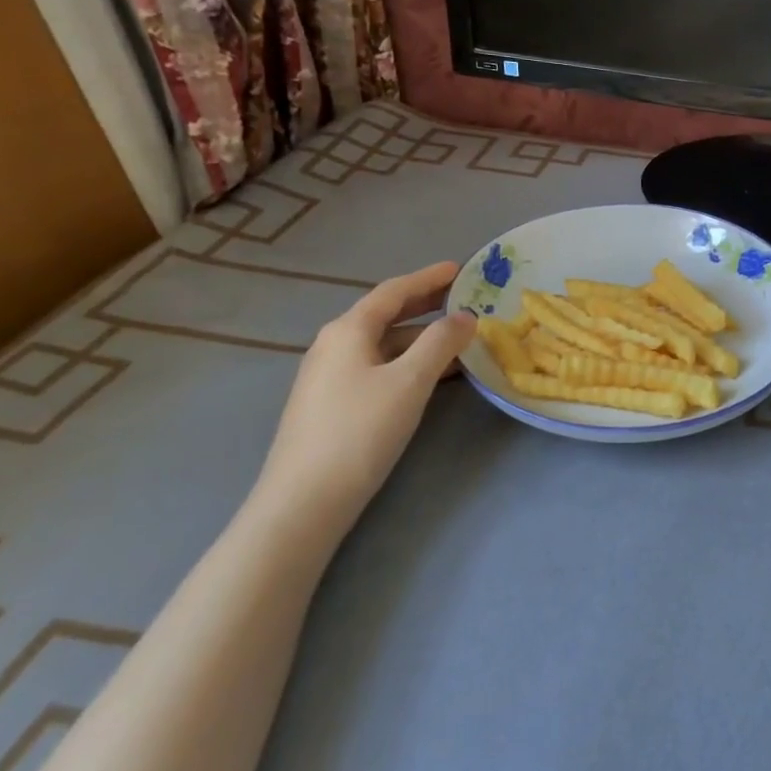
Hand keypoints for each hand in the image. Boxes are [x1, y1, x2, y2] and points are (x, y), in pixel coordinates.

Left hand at [254, 262, 475, 527]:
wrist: (304, 501)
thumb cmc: (360, 431)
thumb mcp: (410, 382)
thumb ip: (441, 343)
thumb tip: (465, 316)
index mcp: (348, 330)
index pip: (393, 291)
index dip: (429, 278)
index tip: (460, 269)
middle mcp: (334, 345)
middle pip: (385, 314)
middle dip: (425, 304)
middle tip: (463, 297)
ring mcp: (329, 376)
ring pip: (383, 344)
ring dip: (420, 337)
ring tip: (457, 339)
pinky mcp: (331, 404)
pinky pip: (377, 367)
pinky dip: (407, 361)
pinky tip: (430, 376)